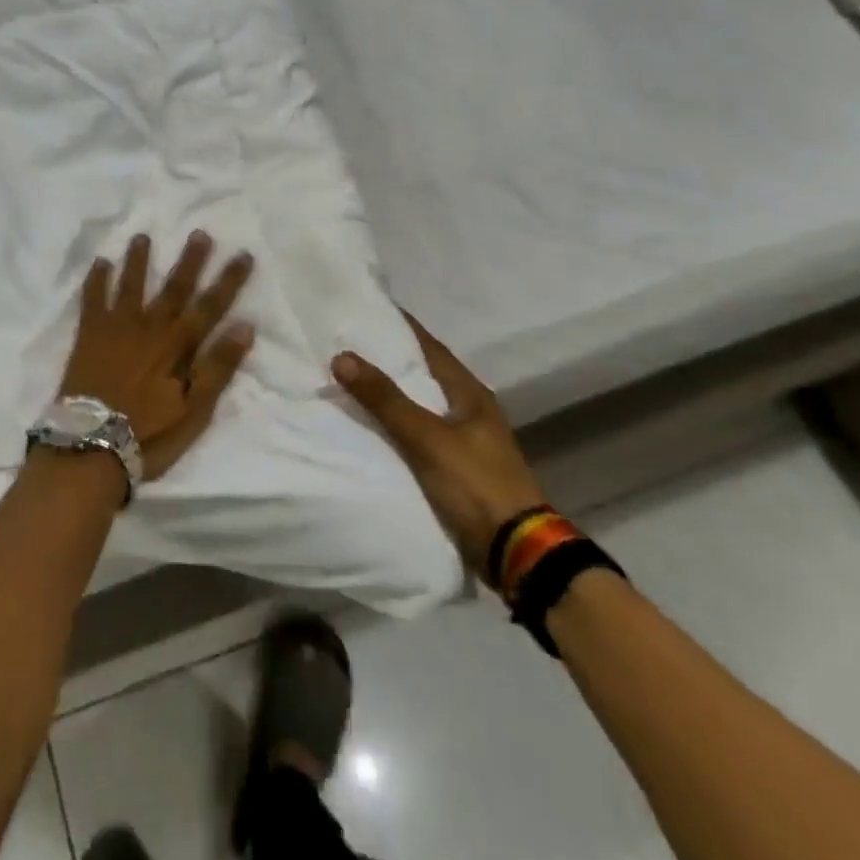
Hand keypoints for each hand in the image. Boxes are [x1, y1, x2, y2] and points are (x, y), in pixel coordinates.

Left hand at [57, 232, 255, 480]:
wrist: (90, 446)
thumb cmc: (149, 434)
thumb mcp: (195, 410)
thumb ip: (218, 367)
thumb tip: (245, 326)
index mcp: (178, 345)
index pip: (211, 306)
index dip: (229, 280)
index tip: (243, 254)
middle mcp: (150, 327)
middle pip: (174, 287)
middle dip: (190, 260)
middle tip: (199, 232)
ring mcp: (116, 328)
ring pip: (132, 284)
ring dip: (139, 260)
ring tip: (143, 236)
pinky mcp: (89, 335)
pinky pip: (92, 299)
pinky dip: (97, 279)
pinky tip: (101, 262)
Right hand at [333, 313, 544, 581]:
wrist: (516, 550)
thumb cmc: (475, 483)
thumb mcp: (426, 437)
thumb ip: (385, 399)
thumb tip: (342, 355)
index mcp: (471, 394)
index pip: (432, 348)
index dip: (404, 328)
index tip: (372, 309)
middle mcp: (472, 411)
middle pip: (427, 375)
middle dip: (393, 360)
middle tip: (352, 344)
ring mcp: (468, 442)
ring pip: (423, 406)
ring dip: (394, 395)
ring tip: (355, 382)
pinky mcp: (460, 469)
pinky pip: (421, 435)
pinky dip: (398, 425)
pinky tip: (375, 428)